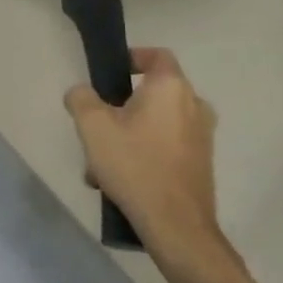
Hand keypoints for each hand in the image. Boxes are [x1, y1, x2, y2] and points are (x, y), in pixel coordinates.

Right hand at [65, 47, 227, 269]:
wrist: (177, 226)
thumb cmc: (135, 165)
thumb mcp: (92, 126)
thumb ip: (80, 98)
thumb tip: (81, 94)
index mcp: (171, 89)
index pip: (157, 55)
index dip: (132, 57)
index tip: (110, 73)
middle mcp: (194, 107)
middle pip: (152, 93)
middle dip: (120, 106)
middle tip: (96, 124)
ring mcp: (201, 138)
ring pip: (155, 123)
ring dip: (127, 134)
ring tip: (99, 162)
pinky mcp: (200, 164)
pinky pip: (165, 145)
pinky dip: (143, 152)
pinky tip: (118, 179)